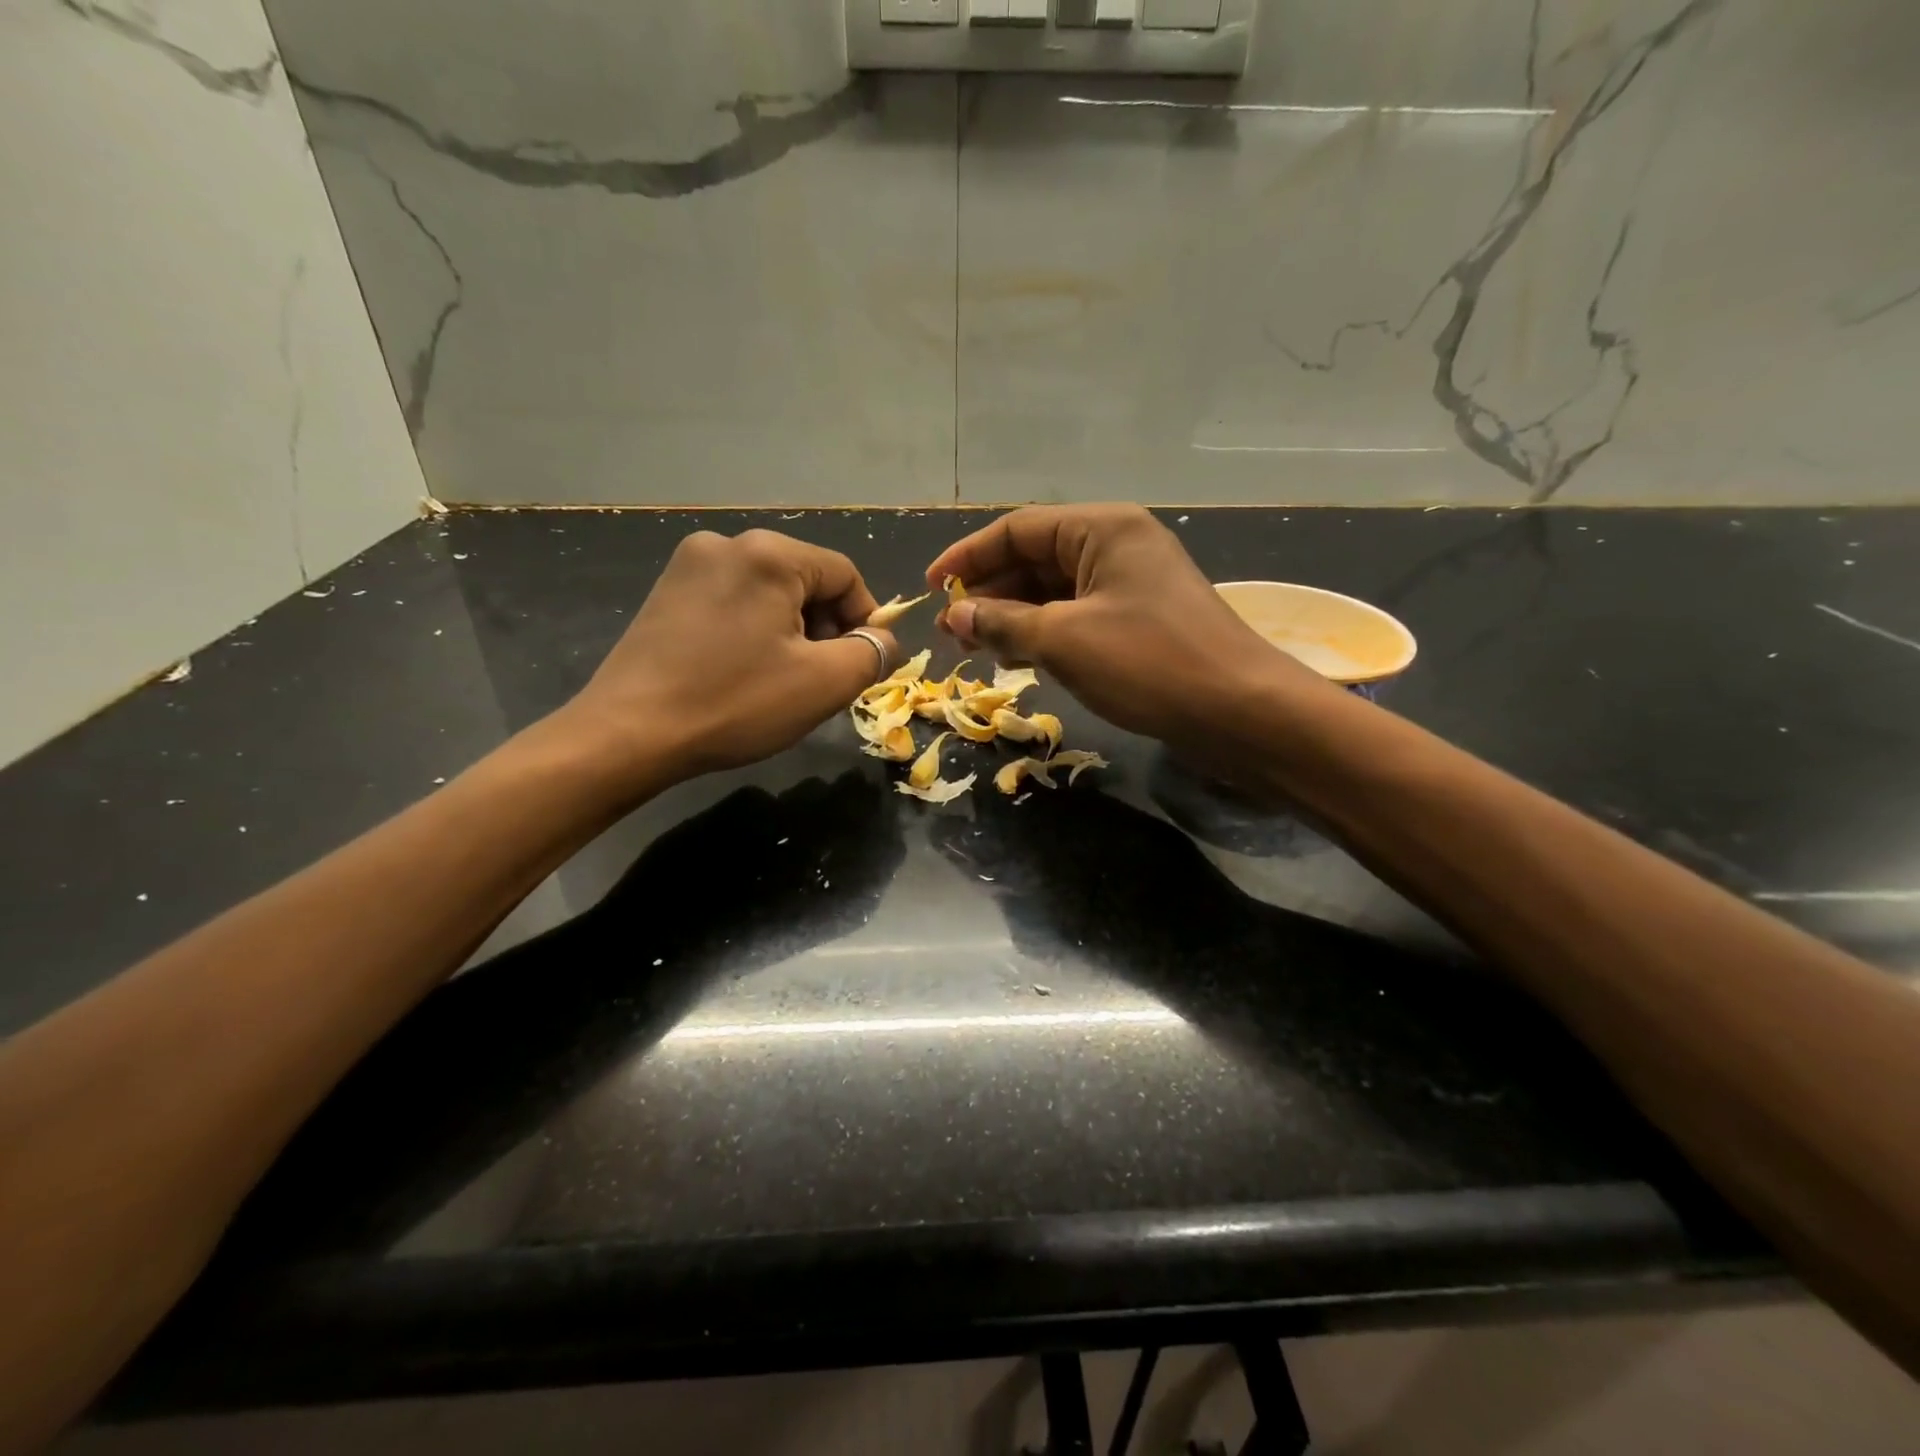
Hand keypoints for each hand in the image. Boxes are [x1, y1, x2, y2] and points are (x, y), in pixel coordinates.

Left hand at [562, 529, 896, 784]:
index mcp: (769, 552)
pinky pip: (734, 602)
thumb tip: (883, 641)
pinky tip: (744, 672)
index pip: (845, 575)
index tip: (862, 666)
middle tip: (822, 679)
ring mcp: (688, 565)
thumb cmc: (736, 703)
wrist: (629, 734)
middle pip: (805, 580)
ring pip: (769, 593)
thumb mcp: (824, 683)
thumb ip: (872, 653)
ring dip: (792, 633)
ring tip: (783, 681)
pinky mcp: (666, 592)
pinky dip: (754, 632)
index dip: (865, 621)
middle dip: (825, 628)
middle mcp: (726, 543)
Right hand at [925, 505, 1333, 750]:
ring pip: (1055, 592)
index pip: (1017, 530)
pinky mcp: (1140, 622)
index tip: (930, 590)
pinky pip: (1077, 617)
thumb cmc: (1148, 663)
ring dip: (1013, 617)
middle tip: (950, 630)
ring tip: (975, 648)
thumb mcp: (1064, 640)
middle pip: (1035, 559)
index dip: (967, 557)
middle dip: (989, 593)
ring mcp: (1131, 585)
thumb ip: (1002, 624)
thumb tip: (954, 616)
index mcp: (1101, 529)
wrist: (1240, 712)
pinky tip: (1019, 660)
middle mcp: (1117, 546)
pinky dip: (1045, 634)